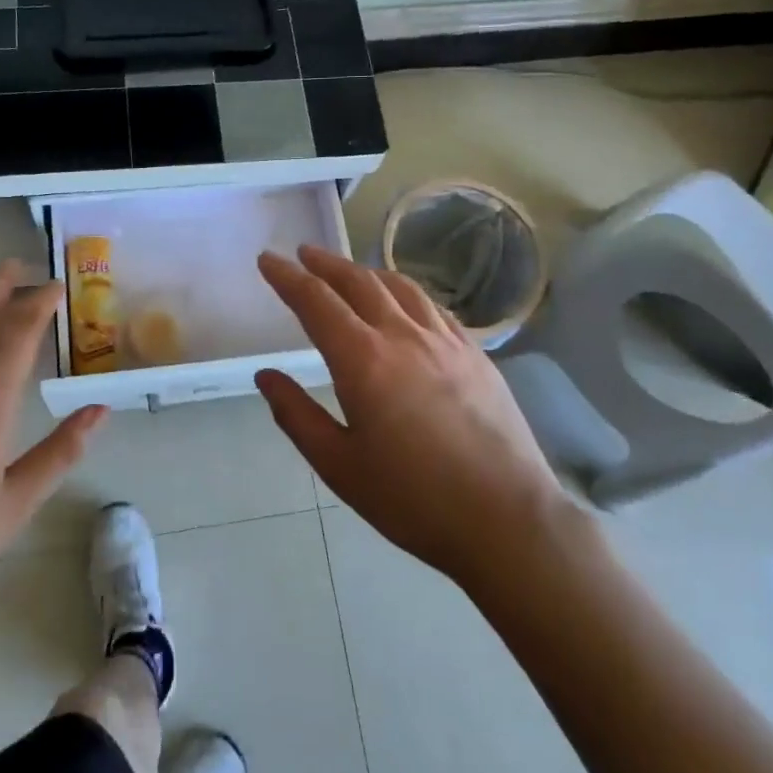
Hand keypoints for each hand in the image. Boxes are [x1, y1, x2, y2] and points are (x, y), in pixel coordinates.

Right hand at [255, 246, 570, 589]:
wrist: (506, 518)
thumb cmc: (412, 499)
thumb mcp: (339, 466)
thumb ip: (297, 415)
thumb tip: (266, 376)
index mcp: (363, 360)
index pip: (315, 301)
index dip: (287, 277)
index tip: (268, 260)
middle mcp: (403, 335)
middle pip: (358, 282)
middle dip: (325, 264)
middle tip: (304, 254)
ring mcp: (445, 340)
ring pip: (399, 287)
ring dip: (366, 272)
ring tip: (349, 272)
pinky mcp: (475, 353)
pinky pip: (432, 306)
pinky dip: (406, 292)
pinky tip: (404, 302)